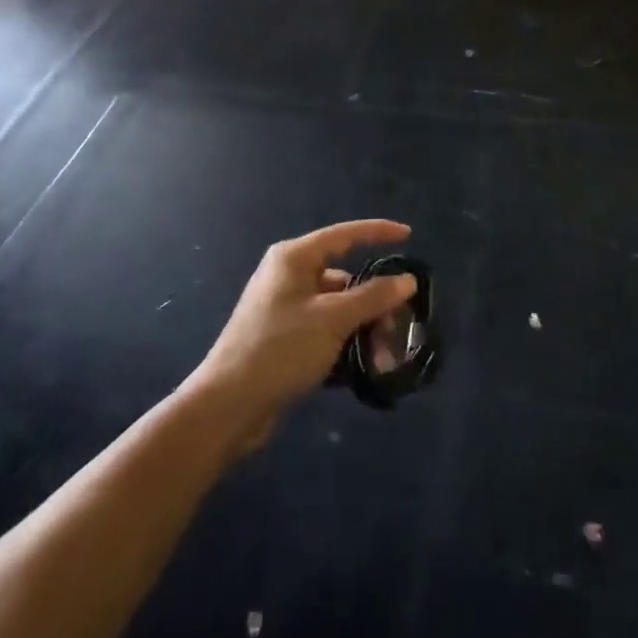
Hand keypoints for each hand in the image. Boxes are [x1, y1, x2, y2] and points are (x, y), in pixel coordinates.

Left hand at [190, 220, 416, 447]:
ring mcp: (285, 308)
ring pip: (338, 309)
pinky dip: (345, 345)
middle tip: (397, 330)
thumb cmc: (280, 348)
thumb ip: (373, 297)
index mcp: (294, 258)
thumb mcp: (332, 319)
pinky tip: (363, 369)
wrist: (228, 405)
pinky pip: (326, 332)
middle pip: (345, 278)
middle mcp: (289, 276)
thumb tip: (407, 280)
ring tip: (383, 360)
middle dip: (375, 303)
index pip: (344, 235)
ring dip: (363, 330)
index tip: (409, 236)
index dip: (378, 232)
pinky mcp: (285, 339)